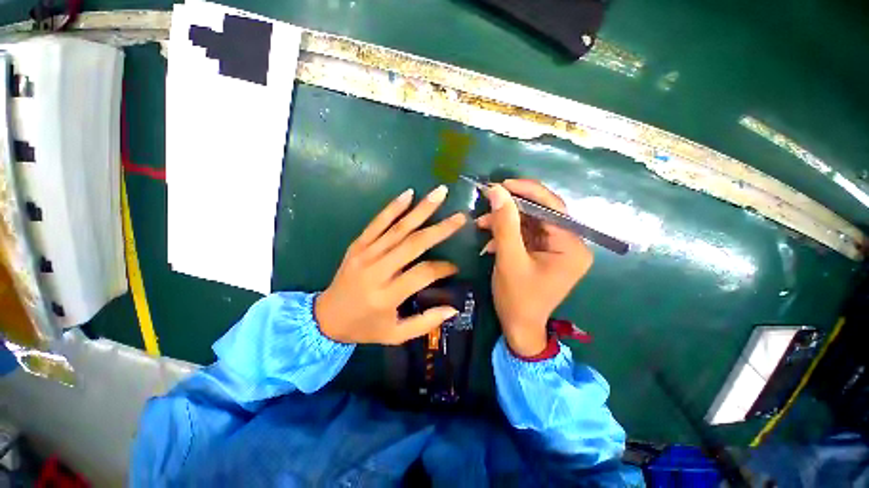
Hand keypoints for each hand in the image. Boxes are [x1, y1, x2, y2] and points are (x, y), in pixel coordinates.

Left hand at [315, 186, 466, 344]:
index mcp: (387, 295)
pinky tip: (408, 194)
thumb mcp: (395, 335)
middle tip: (460, 216)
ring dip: (421, 209)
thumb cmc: (364, 327)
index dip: (443, 268)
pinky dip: (393, 207)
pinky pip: (377, 222)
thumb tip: (453, 309)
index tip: (455, 267)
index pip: (423, 273)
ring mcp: (365, 253)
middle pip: (413, 244)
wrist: (325, 317)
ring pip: (398, 228)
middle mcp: (377, 270)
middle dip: (440, 229)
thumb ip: (425, 323)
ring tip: (439, 193)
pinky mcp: (357, 245)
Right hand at [477, 179, 592, 356]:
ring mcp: (556, 249)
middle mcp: (570, 244)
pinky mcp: (543, 253)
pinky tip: (490, 241)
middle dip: (511, 209)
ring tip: (481, 224)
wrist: (518, 328)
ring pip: (530, 223)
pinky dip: (507, 234)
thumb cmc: (517, 298)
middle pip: (540, 213)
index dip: (527, 191)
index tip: (501, 184)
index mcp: (572, 246)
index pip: (553, 207)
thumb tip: (497, 190)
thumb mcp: (509, 259)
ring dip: (505, 222)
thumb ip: (505, 224)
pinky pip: (525, 235)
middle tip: (487, 201)